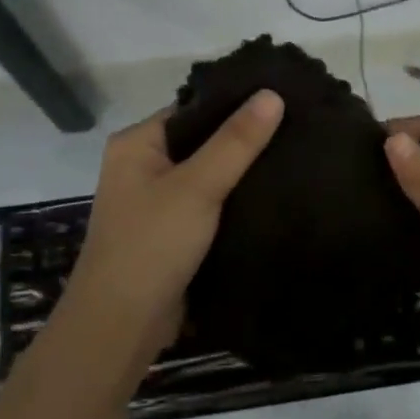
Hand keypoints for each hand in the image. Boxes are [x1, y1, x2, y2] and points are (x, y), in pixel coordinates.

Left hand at [58, 90, 284, 363]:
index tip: (283, 98)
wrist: (121, 325)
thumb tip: (273, 93)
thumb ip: (236, 141)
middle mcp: (142, 166)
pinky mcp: (173, 233)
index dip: (236, 103)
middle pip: (202, 141)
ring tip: (295, 156)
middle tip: (298, 128)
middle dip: (244, 140)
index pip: (193, 109)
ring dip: (243, 172)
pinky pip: (209, 205)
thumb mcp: (198, 186)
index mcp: (137, 144)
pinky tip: (274, 194)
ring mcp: (157, 202)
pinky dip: (235, 200)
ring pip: (208, 175)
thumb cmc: (151, 245)